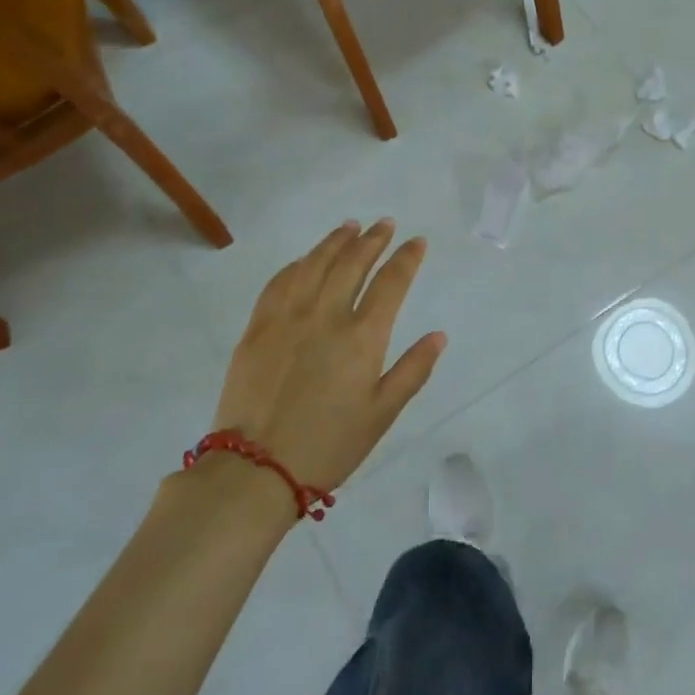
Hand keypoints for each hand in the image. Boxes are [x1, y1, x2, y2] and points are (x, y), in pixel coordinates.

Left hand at [213, 219, 445, 494]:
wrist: (255, 470)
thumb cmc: (329, 445)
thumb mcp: (382, 414)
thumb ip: (413, 370)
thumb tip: (439, 335)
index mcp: (362, 337)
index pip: (390, 282)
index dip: (406, 258)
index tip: (417, 242)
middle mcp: (326, 316)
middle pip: (352, 263)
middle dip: (372, 240)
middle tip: (385, 224)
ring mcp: (287, 318)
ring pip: (314, 264)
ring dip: (335, 242)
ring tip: (350, 227)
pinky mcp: (257, 328)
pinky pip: (279, 282)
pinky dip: (298, 264)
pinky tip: (306, 259)